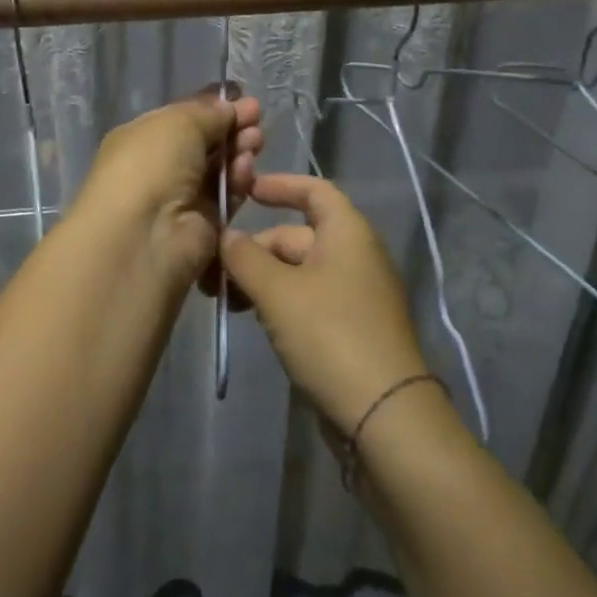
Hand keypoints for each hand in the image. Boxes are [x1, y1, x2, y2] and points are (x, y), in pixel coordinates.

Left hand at [70, 89, 263, 295]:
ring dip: (239, 151)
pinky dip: (239, 181)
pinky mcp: (204, 225)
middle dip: (232, 128)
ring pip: (219, 169)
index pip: (183, 118)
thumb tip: (228, 108)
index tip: (244, 99)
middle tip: (256, 118)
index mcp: (142, 139)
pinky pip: (227, 196)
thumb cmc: (151, 165)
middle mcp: (159, 168)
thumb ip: (208, 112)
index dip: (213, 108)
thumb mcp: (178, 122)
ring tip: (254, 141)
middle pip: (205, 143)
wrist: (145, 234)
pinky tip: (246, 168)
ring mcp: (182, 198)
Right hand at [219, 173, 429, 435]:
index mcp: (347, 232)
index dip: (280, 185)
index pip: (314, 190)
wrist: (383, 412)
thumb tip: (227, 236)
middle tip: (213, 275)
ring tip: (227, 302)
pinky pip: (309, 299)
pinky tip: (255, 320)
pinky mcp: (351, 327)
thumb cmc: (330, 334)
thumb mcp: (277, 291)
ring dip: (261, 279)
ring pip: (298, 272)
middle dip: (254, 250)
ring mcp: (355, 294)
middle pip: (296, 236)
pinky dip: (279, 301)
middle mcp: (355, 255)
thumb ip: (245, 257)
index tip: (244, 191)